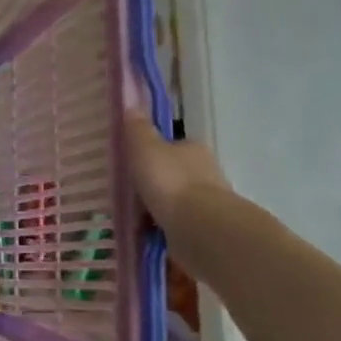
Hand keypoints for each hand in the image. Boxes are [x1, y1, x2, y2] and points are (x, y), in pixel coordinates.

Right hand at [125, 112, 229, 228]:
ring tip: (137, 218)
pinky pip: (180, 224)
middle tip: (132, 194)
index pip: (172, 146)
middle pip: (176, 173)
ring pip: (179, 200)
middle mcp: (206, 171)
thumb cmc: (170, 182)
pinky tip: (150, 235)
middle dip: (158, 183)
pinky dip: (166, 228)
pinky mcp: (207, 228)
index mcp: (193, 148)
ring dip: (163, 207)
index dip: (153, 153)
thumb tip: (132, 105)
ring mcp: (209, 202)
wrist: (200, 227)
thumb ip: (137, 130)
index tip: (134, 166)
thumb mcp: (145, 149)